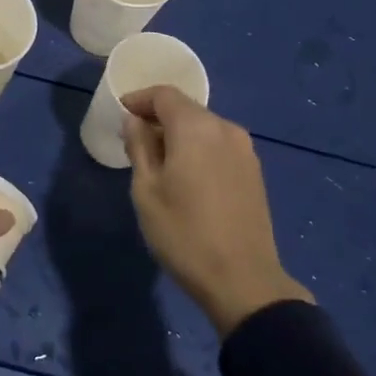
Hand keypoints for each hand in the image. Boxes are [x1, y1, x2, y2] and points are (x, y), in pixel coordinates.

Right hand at [122, 86, 313, 336]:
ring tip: (158, 160)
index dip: (140, 99)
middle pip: (186, 109)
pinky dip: (198, 148)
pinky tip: (187, 174)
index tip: (121, 111)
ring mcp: (245, 150)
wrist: (243, 280)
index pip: (164, 95)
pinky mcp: (254, 171)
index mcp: (196, 128)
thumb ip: (140, 147)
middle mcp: (224, 129)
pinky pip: (219, 145)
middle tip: (134, 139)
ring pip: (204, 127)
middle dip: (158, 117)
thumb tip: (135, 121)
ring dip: (179, 134)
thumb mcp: (147, 191)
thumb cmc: (184, 234)